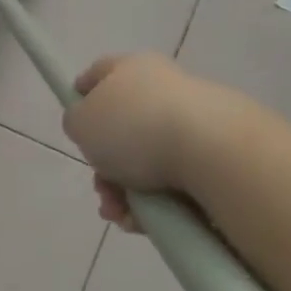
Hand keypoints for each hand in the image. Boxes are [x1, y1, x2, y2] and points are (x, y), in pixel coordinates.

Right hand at [63, 52, 206, 230]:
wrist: (213, 152)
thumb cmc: (136, 128)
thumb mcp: (82, 121)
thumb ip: (76, 121)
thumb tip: (88, 125)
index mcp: (133, 68)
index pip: (99, 73)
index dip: (81, 97)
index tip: (74, 126)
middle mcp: (164, 89)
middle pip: (122, 129)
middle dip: (104, 167)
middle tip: (102, 190)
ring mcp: (193, 122)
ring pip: (146, 162)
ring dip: (126, 193)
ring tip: (123, 215)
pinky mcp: (216, 155)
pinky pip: (175, 182)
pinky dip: (157, 203)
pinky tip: (146, 222)